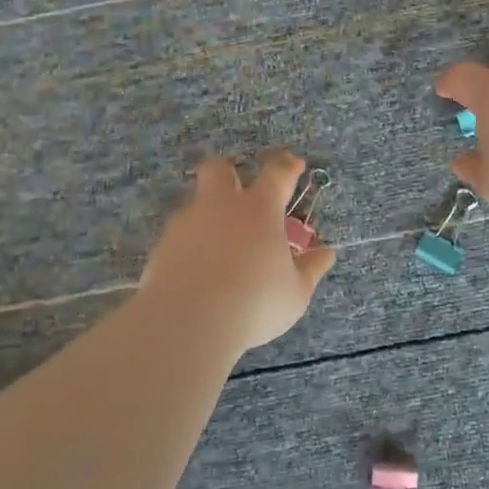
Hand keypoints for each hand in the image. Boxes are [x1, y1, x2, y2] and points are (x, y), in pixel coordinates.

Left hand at [138, 151, 337, 357]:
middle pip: (219, 169)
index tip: (294, 165)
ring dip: (209, 214)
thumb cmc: (254, 303)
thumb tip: (326, 253)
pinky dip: (190, 245)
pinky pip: (179, 235)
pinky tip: (198, 269)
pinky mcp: (162, 246)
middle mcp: (220, 205)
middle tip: (242, 193)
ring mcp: (186, 223)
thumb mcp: (295, 292)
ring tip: (221, 246)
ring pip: (196, 202)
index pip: (277, 172)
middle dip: (231, 172)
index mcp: (259, 208)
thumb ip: (310, 269)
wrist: (187, 324)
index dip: (287, 165)